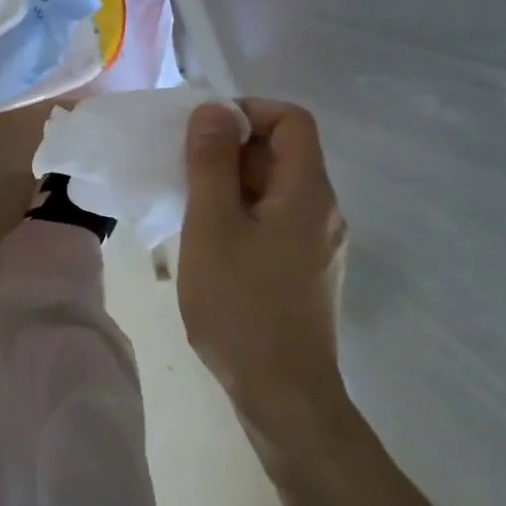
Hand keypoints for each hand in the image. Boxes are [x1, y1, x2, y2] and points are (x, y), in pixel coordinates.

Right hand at [178, 100, 349, 429]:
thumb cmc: (241, 305)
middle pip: (282, 153)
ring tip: (189, 203)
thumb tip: (213, 110)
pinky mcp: (306, 269)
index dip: (249, 111)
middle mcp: (322, 210)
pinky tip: (209, 240)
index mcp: (307, 191)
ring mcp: (317, 243)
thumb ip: (211, 162)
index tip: (204, 130)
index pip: (292, 119)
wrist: (283, 396)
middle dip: (231, 148)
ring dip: (231, 183)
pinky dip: (241, 213)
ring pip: (274, 188)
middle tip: (184, 168)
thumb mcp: (212, 225)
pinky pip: (274, 219)